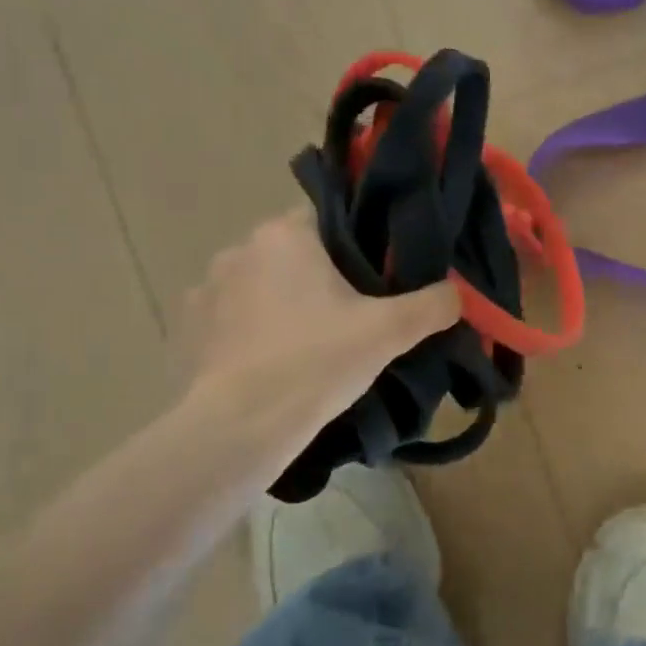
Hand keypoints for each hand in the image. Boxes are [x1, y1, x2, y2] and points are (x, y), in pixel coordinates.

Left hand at [175, 209, 459, 420]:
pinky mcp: (188, 329)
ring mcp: (206, 289)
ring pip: (261, 286)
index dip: (358, 243)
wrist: (241, 427)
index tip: (376, 276)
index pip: (329, 217)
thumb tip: (457, 293)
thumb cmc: (317, 362)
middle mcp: (239, 249)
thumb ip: (431, 305)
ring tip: (310, 344)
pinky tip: (272, 363)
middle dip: (320, 277)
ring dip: (283, 304)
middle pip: (295, 253)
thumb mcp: (389, 333)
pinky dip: (252, 333)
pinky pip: (232, 319)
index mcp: (284, 235)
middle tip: (352, 315)